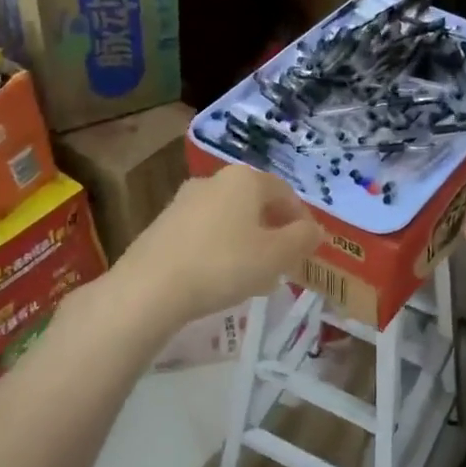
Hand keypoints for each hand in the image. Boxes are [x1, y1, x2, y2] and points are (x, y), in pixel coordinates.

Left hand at [111, 164, 323, 327]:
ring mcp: (184, 201)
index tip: (309, 248)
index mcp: (245, 179)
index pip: (285, 193)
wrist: (150, 287)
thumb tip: (316, 230)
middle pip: (256, 205)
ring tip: (254, 278)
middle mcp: (214, 180)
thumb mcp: (277, 255)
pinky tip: (220, 279)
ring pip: (230, 220)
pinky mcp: (163, 225)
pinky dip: (221, 250)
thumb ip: (303, 239)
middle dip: (274, 233)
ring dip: (248, 243)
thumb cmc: (224, 264)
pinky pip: (205, 233)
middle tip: (283, 265)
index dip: (302, 220)